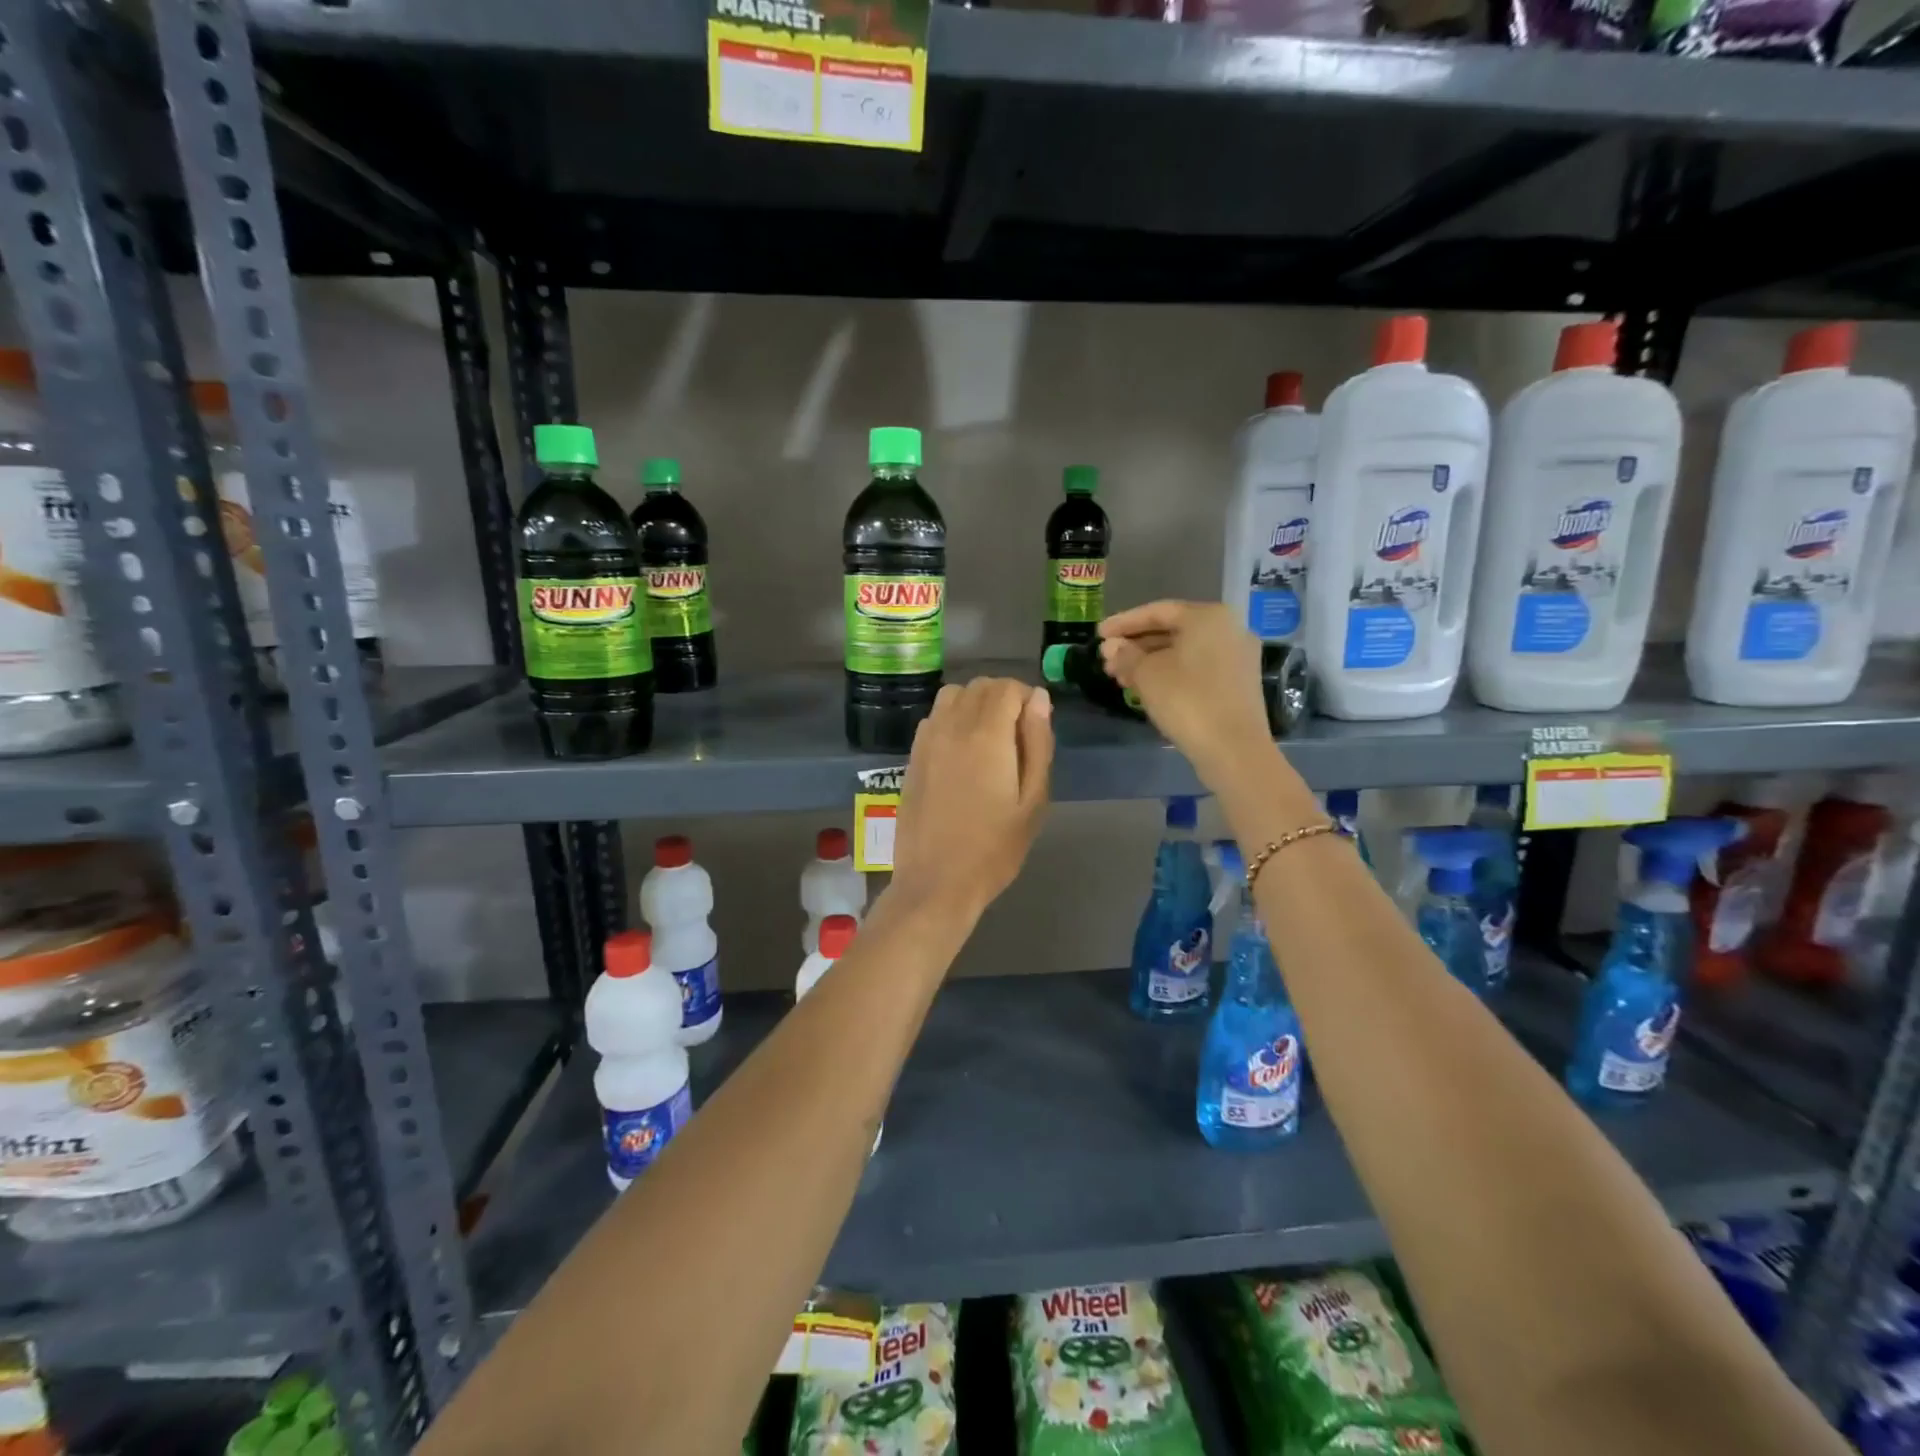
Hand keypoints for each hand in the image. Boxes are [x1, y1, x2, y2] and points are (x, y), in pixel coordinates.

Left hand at [889, 678, 1052, 921]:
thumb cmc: (994, 848)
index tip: (1036, 728)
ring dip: (976, 704)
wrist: (937, 881)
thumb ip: (1038, 744)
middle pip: (980, 686)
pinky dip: (953, 718)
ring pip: (953, 695)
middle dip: (1004, 698)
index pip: (1007, 687)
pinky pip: (935, 717)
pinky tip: (962, 752)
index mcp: (986, 735)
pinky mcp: (912, 756)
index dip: (1027, 699)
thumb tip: (1039, 700)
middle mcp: (952, 726)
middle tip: (1018, 737)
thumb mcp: (1033, 800)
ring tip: (990, 740)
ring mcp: (927, 740)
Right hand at [1100, 601, 1272, 791]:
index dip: (1123, 623)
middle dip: (1136, 645)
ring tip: (1120, 677)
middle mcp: (1229, 629)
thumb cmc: (1187, 700)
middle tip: (1107, 660)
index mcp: (1209, 617)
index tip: (1098, 634)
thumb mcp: (1147, 674)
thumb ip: (1125, 655)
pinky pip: (1197, 669)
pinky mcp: (1238, 684)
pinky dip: (1170, 673)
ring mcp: (1237, 658)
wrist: (1234, 749)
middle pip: (1172, 631)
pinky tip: (1147, 688)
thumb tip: (1111, 647)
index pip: (1157, 612)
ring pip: (1184, 652)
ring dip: (1150, 662)